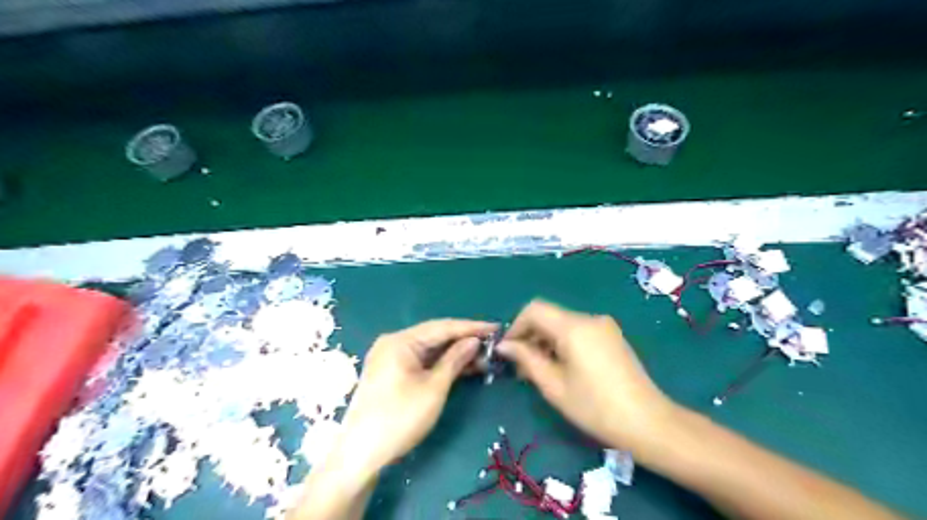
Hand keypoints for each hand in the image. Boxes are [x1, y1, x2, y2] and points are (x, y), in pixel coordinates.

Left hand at [334, 318, 490, 473]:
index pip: (442, 327)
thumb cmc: (399, 418)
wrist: (361, 454)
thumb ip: (455, 360)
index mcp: (400, 341)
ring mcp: (391, 358)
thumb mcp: (433, 388)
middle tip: (493, 344)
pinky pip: (422, 361)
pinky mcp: (392, 372)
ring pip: (430, 349)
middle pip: (435, 336)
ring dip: (455, 353)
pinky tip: (463, 367)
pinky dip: (442, 364)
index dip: (471, 328)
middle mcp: (394, 343)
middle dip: (464, 340)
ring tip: (484, 357)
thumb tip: (474, 341)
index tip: (496, 328)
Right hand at [501, 301, 675, 450]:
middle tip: (521, 367)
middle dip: (530, 336)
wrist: (648, 423)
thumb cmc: (595, 407)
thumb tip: (504, 345)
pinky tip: (562, 368)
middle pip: (549, 315)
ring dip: (546, 341)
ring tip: (539, 371)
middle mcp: (589, 318)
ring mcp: (604, 326)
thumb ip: (526, 359)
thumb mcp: (554, 385)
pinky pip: (578, 332)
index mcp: (574, 327)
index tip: (508, 351)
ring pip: (562, 324)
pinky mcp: (612, 337)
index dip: (516, 326)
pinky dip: (563, 344)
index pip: (534, 309)